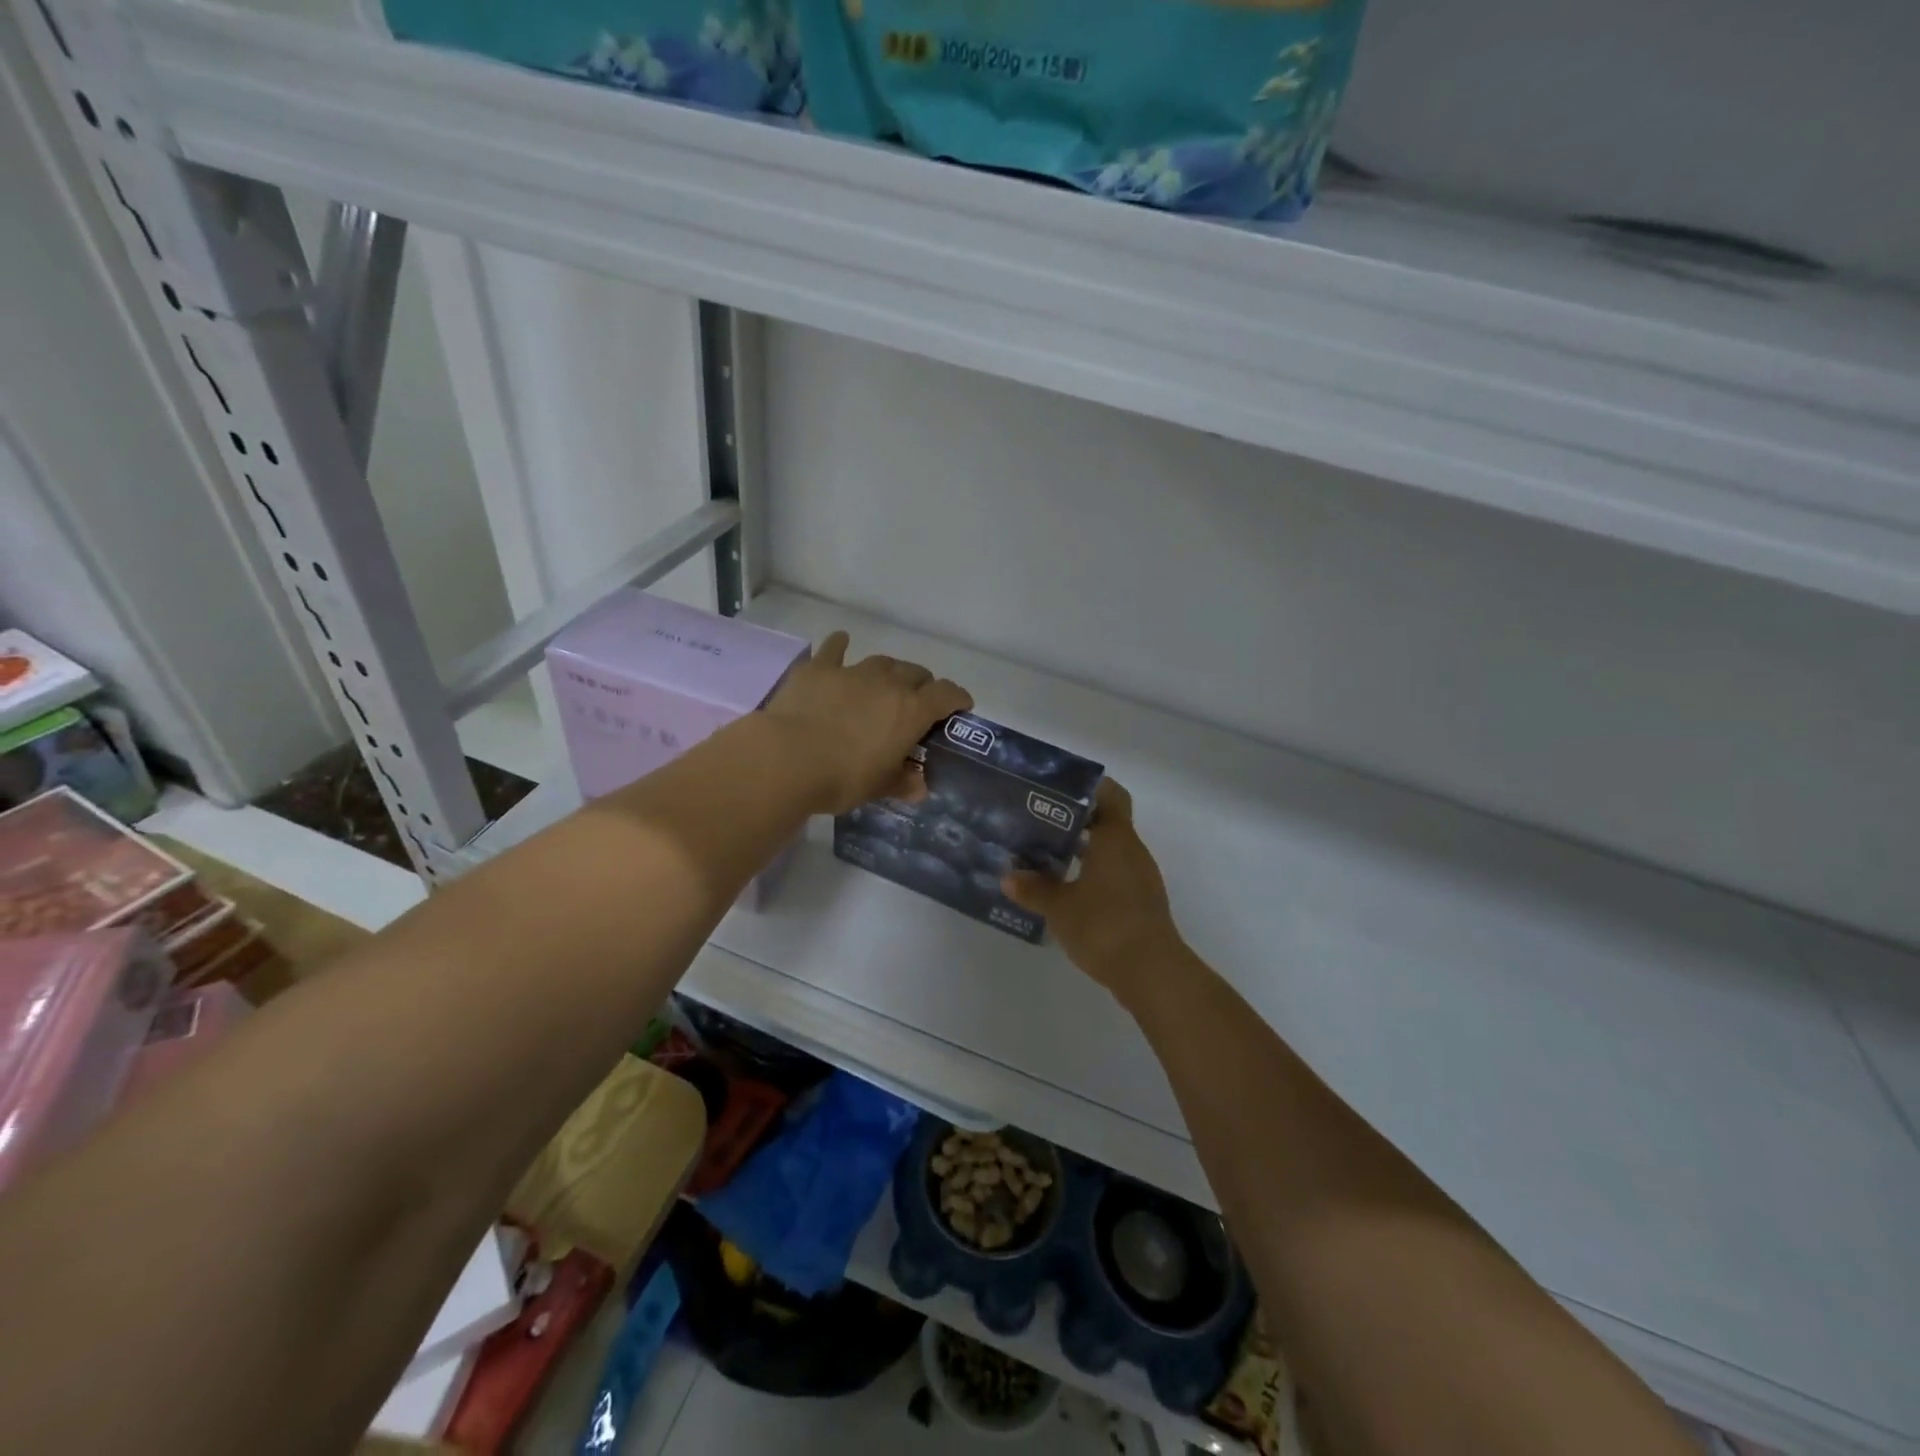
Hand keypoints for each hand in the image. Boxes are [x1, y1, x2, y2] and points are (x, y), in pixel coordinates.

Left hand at [764, 630, 971, 814]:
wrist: (787, 759)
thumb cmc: (842, 778)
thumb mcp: (878, 787)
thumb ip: (902, 782)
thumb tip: (919, 787)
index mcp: (912, 711)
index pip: (947, 694)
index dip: (957, 698)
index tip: (960, 706)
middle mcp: (888, 683)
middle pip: (916, 673)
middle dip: (922, 685)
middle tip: (916, 703)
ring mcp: (852, 671)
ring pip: (882, 661)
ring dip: (889, 671)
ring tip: (884, 683)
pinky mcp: (818, 669)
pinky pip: (834, 648)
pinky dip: (841, 645)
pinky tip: (841, 642)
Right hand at [1003, 780, 1186, 998]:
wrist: (1151, 973)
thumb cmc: (1104, 926)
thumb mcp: (1060, 907)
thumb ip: (1034, 889)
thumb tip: (1008, 876)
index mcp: (1116, 839)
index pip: (1111, 795)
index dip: (1088, 788)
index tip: (1058, 790)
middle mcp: (1132, 851)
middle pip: (1107, 822)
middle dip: (1075, 821)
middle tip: (1039, 823)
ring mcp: (1140, 878)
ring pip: (1109, 851)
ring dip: (1082, 851)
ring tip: (1045, 857)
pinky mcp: (1140, 903)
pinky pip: (1114, 876)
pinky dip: (1092, 875)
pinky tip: (1066, 890)